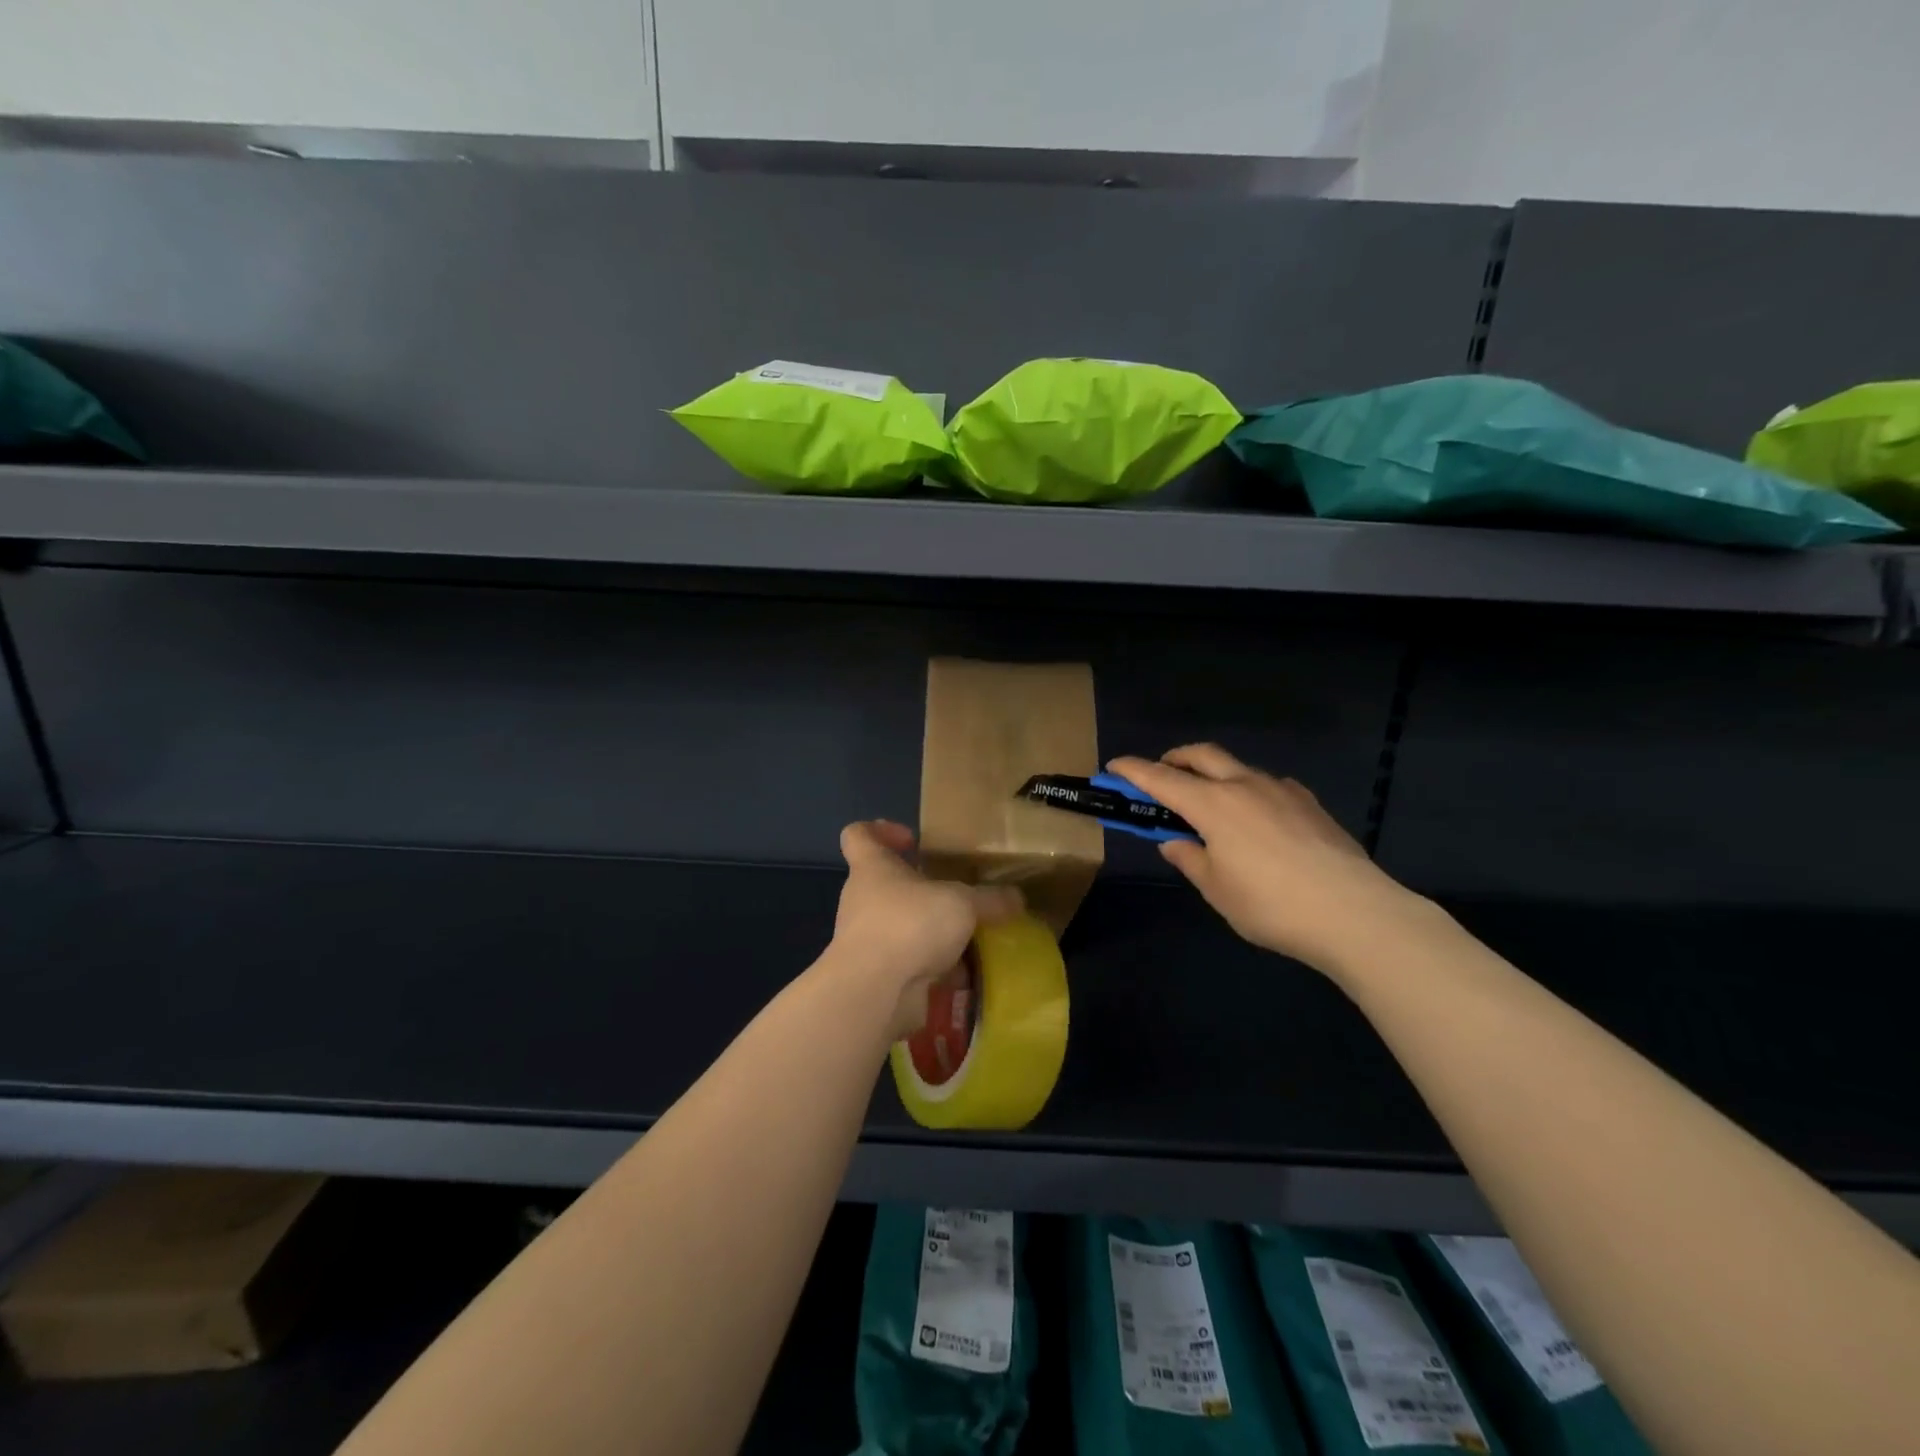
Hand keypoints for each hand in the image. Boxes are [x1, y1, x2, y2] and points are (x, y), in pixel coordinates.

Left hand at [829, 821, 1022, 1038]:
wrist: (875, 993)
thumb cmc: (909, 925)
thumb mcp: (961, 904)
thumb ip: (990, 900)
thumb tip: (1017, 898)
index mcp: (873, 869)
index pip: (859, 835)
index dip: (881, 830)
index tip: (913, 840)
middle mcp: (863, 900)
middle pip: (888, 884)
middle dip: (923, 891)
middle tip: (956, 895)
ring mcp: (867, 941)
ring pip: (902, 927)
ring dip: (932, 933)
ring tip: (969, 938)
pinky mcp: (878, 975)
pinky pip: (909, 963)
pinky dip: (934, 968)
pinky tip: (964, 975)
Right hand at [1108, 745, 1420, 974]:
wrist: (1355, 913)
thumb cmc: (1271, 905)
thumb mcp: (1217, 890)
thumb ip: (1190, 860)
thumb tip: (1175, 842)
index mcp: (1212, 805)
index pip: (1160, 779)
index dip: (1133, 771)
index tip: (1113, 766)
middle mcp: (1244, 785)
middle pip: (1201, 755)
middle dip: (1174, 759)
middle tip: (1161, 776)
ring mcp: (1282, 790)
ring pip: (1237, 767)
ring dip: (1214, 775)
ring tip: (1212, 806)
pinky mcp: (1310, 803)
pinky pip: (1269, 785)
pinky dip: (1249, 791)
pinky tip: (1258, 820)